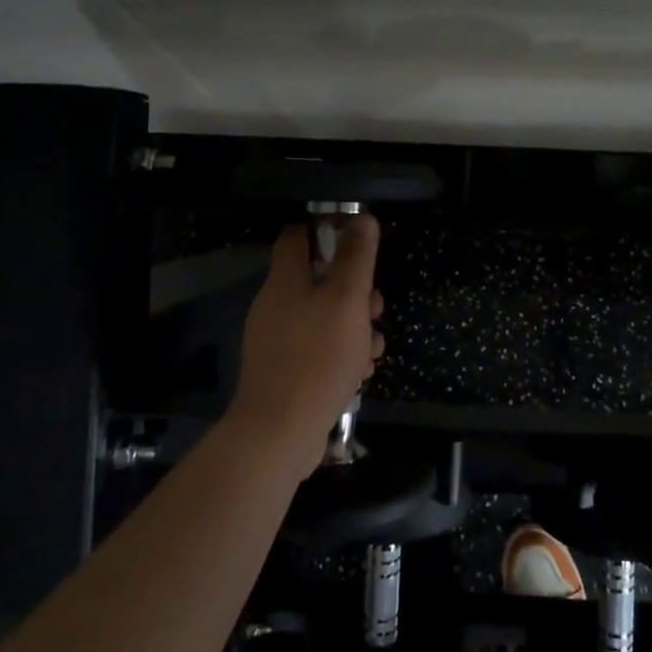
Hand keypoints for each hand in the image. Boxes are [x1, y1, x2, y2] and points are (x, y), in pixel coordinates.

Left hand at [228, 215, 386, 480]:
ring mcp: (278, 341)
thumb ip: (356, 258)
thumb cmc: (318, 357)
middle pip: (317, 280)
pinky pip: (318, 349)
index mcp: (285, 282)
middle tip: (375, 306)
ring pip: (323, 318)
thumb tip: (361, 217)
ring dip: (354, 326)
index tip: (355, 239)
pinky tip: (361, 372)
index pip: (296, 237)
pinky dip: (341, 353)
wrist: (279, 433)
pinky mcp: (285, 372)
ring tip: (375, 347)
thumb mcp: (346, 300)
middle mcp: (276, 306)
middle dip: (353, 290)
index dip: (325, 230)